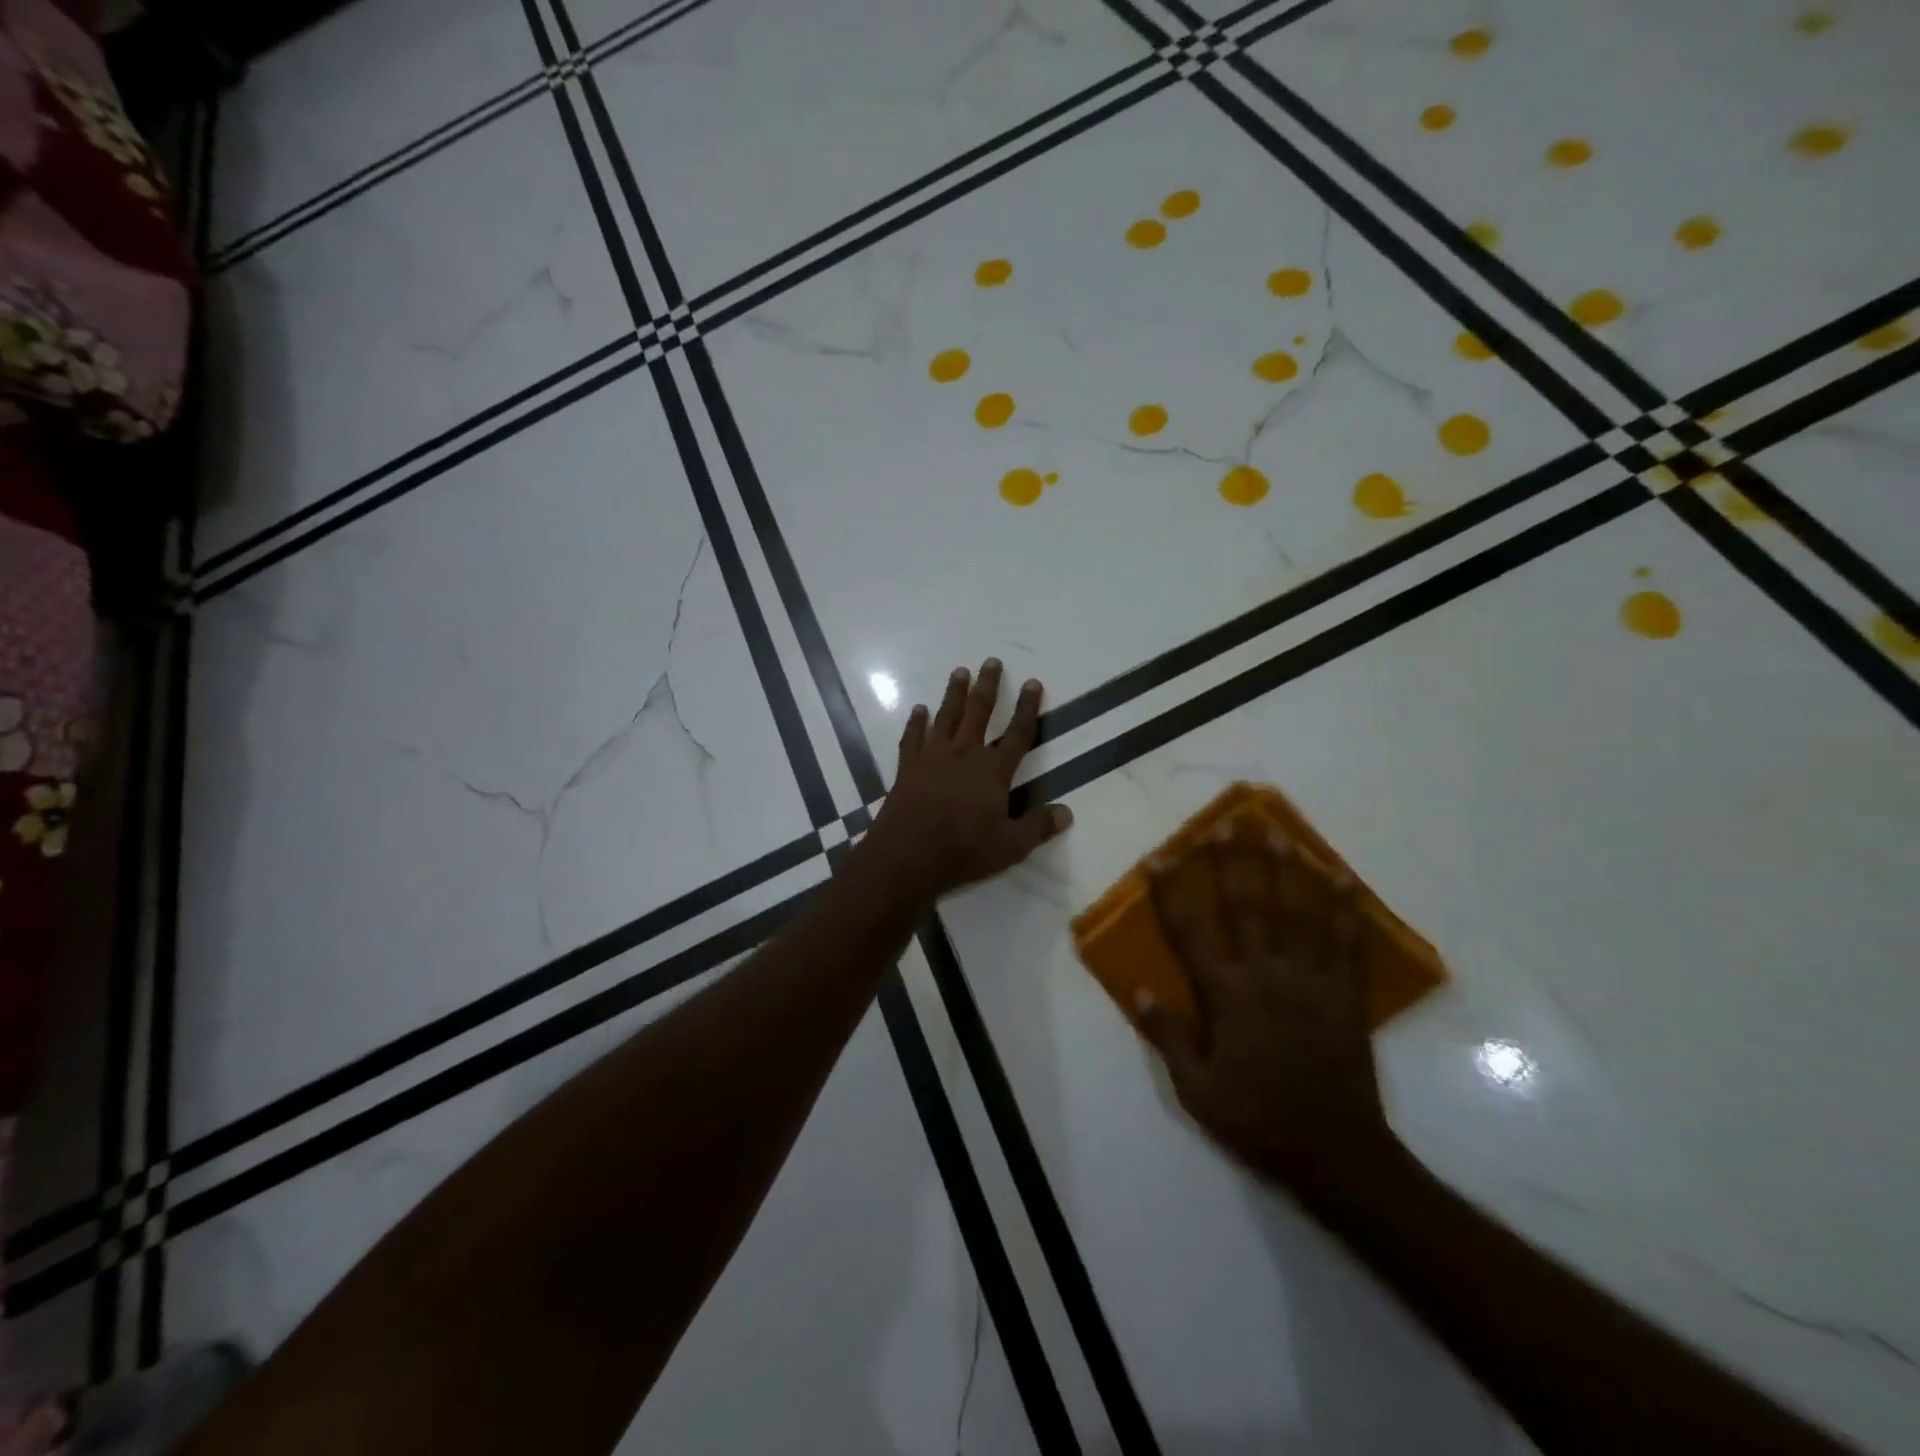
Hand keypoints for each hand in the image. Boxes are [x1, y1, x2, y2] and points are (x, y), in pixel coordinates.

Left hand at [865, 659, 1072, 901]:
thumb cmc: (963, 850)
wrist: (907, 855)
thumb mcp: (1011, 846)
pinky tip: (918, 710)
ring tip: (959, 671)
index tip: (1033, 682)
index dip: (1028, 708)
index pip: (1018, 733)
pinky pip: (913, 737)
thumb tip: (1067, 812)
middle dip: (988, 685)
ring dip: (954, 693)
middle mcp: (964, 755)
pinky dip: (916, 722)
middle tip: (992, 661)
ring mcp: (933, 758)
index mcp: (993, 770)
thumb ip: (1038, 826)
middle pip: (979, 712)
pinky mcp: (908, 768)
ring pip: (946, 716)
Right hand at [1138, 821, 1400, 1198]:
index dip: (1172, 891)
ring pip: (1297, 914)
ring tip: (1278, 835)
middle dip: (1232, 862)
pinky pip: (1347, 944)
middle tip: (1226, 824)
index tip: (1160, 857)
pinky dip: (1346, 910)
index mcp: (1227, 995)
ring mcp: (1312, 982)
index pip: (1191, 931)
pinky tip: (1342, 879)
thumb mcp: (1197, 1090)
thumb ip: (1168, 1036)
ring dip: (1286, 871)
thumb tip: (1137, 989)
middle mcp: (1268, 976)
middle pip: (1247, 907)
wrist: (1338, 1155)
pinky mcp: (1346, 996)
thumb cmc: (1258, 1120)